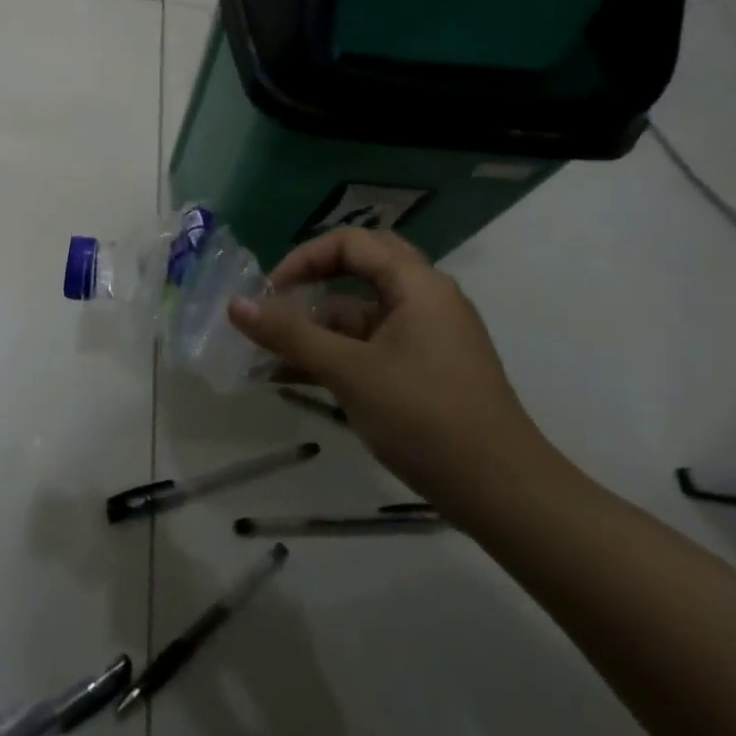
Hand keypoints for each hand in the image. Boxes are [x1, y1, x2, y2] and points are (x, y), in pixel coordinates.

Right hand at [227, 228, 561, 507]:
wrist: (501, 492)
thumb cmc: (424, 417)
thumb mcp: (348, 371)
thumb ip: (289, 334)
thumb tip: (234, 305)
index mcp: (417, 286)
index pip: (352, 244)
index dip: (305, 259)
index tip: (272, 292)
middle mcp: (424, 301)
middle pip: (357, 272)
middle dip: (309, 286)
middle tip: (274, 307)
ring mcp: (423, 338)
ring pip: (357, 316)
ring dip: (312, 330)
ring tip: (264, 354)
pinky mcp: (419, 371)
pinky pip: (365, 348)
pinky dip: (330, 356)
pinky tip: (288, 377)